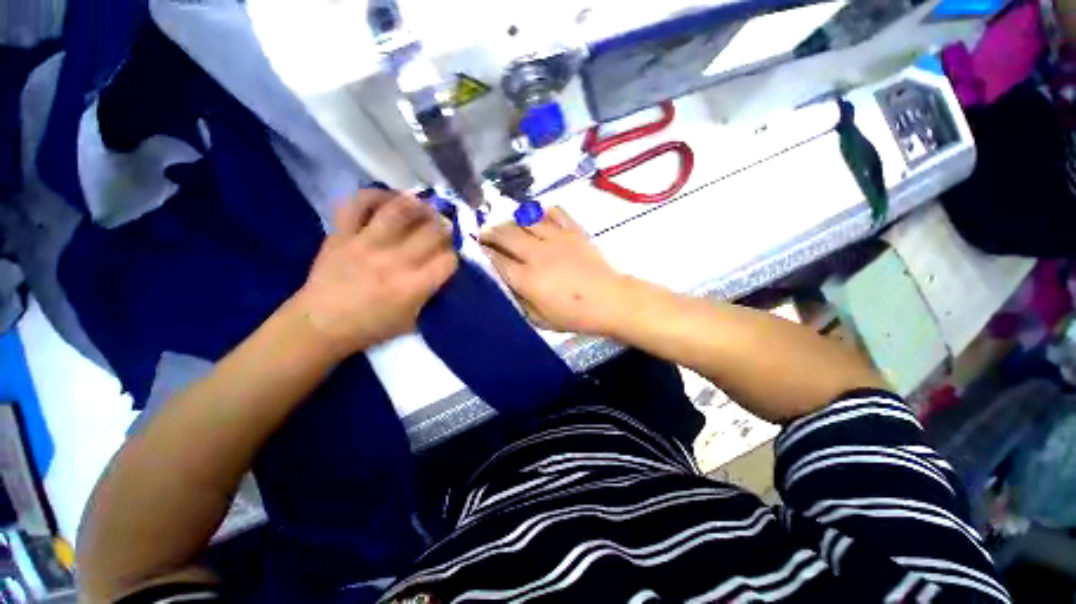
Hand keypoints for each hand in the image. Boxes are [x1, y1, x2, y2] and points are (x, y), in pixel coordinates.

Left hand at [293, 190, 457, 356]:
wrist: (321, 325)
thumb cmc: (371, 328)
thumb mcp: (412, 320)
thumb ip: (430, 294)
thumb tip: (441, 270)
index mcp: (414, 286)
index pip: (449, 260)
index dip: (455, 255)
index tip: (451, 256)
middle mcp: (395, 260)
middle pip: (432, 231)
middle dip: (444, 228)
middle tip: (444, 228)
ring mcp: (366, 244)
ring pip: (399, 210)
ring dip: (418, 205)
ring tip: (424, 206)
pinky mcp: (342, 235)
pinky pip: (357, 204)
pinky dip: (374, 195)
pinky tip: (388, 199)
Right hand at [479, 207, 629, 334]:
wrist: (610, 300)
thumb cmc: (574, 315)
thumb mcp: (540, 319)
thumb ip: (520, 300)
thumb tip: (508, 283)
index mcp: (527, 278)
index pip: (497, 259)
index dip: (484, 252)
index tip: (478, 248)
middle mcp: (538, 253)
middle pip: (506, 234)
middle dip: (491, 232)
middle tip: (486, 234)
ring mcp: (557, 238)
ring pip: (526, 220)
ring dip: (512, 221)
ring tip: (508, 226)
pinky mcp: (573, 231)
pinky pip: (554, 213)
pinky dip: (543, 212)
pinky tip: (538, 218)